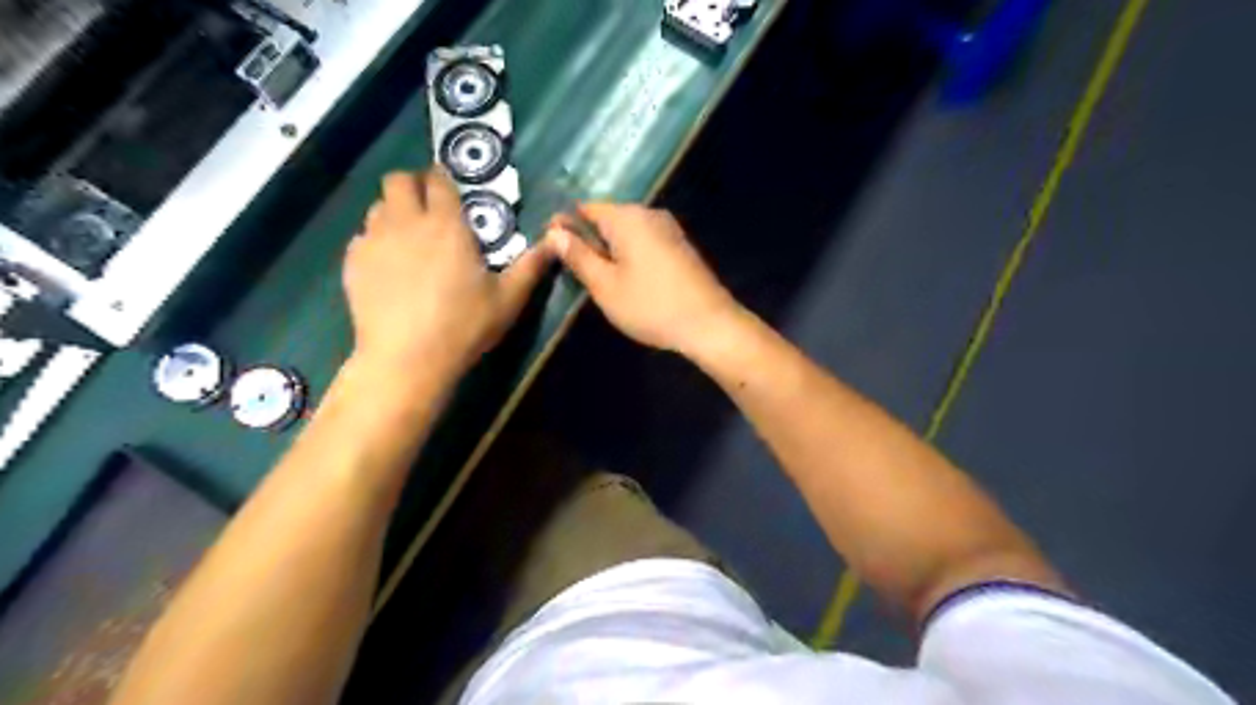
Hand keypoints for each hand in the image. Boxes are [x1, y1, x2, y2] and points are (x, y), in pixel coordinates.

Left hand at [343, 168, 549, 378]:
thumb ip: (531, 266)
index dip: (443, 179)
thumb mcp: (508, 299)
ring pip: (378, 206)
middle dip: (413, 185)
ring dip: (394, 212)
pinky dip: (376, 241)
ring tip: (410, 238)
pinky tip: (389, 267)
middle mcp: (405, 221)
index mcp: (446, 224)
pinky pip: (363, 236)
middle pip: (398, 180)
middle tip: (430, 209)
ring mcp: (374, 240)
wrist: (406, 358)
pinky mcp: (352, 263)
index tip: (451, 191)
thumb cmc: (463, 325)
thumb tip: (556, 242)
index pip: (438, 180)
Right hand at [546, 205, 736, 358]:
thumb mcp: (605, 285)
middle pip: (607, 218)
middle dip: (588, 239)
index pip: (585, 208)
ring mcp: (669, 229)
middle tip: (573, 270)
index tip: (552, 249)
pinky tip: (626, 279)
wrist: (709, 324)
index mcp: (627, 217)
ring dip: (609, 249)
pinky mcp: (680, 246)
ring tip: (597, 278)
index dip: (565, 225)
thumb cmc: (651, 306)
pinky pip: (644, 242)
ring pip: (626, 232)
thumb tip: (554, 232)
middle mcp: (649, 214)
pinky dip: (629, 255)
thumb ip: (578, 256)